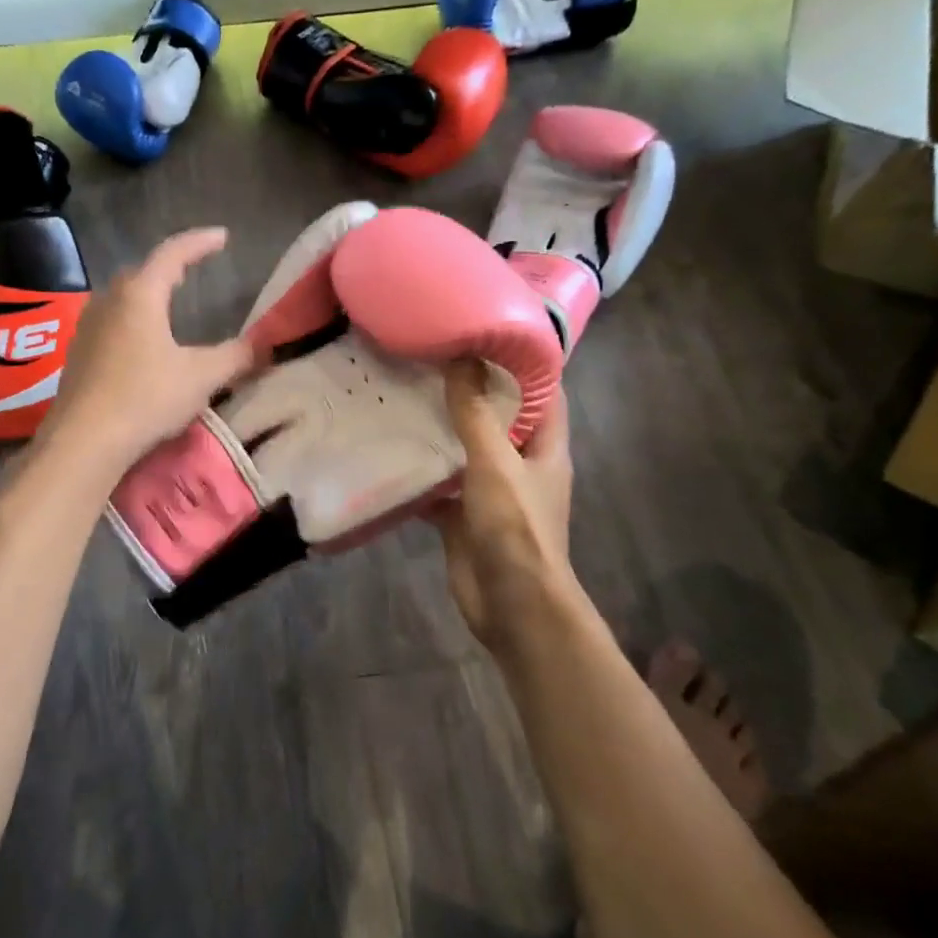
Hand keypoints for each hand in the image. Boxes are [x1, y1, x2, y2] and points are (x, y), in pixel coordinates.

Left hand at [40, 227, 257, 478]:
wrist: (84, 440)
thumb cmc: (146, 398)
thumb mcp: (201, 377)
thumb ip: (236, 357)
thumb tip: (266, 345)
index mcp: (140, 294)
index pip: (173, 253)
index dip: (200, 242)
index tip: (222, 236)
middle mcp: (109, 301)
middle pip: (142, 272)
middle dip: (169, 267)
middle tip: (191, 269)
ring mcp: (88, 327)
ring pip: (122, 298)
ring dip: (146, 294)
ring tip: (167, 304)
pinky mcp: (78, 354)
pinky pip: (110, 322)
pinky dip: (131, 320)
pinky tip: (140, 344)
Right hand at [430, 359, 574, 658]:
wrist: (512, 605)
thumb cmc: (516, 528)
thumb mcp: (495, 463)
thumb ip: (476, 414)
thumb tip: (461, 358)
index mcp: (545, 448)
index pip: (544, 393)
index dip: (524, 362)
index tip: (488, 332)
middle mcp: (522, 466)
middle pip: (500, 419)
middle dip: (472, 391)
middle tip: (434, 358)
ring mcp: (492, 493)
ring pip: (467, 452)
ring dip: (443, 430)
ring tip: (408, 395)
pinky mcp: (464, 518)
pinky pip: (441, 487)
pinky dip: (421, 473)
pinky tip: (391, 452)